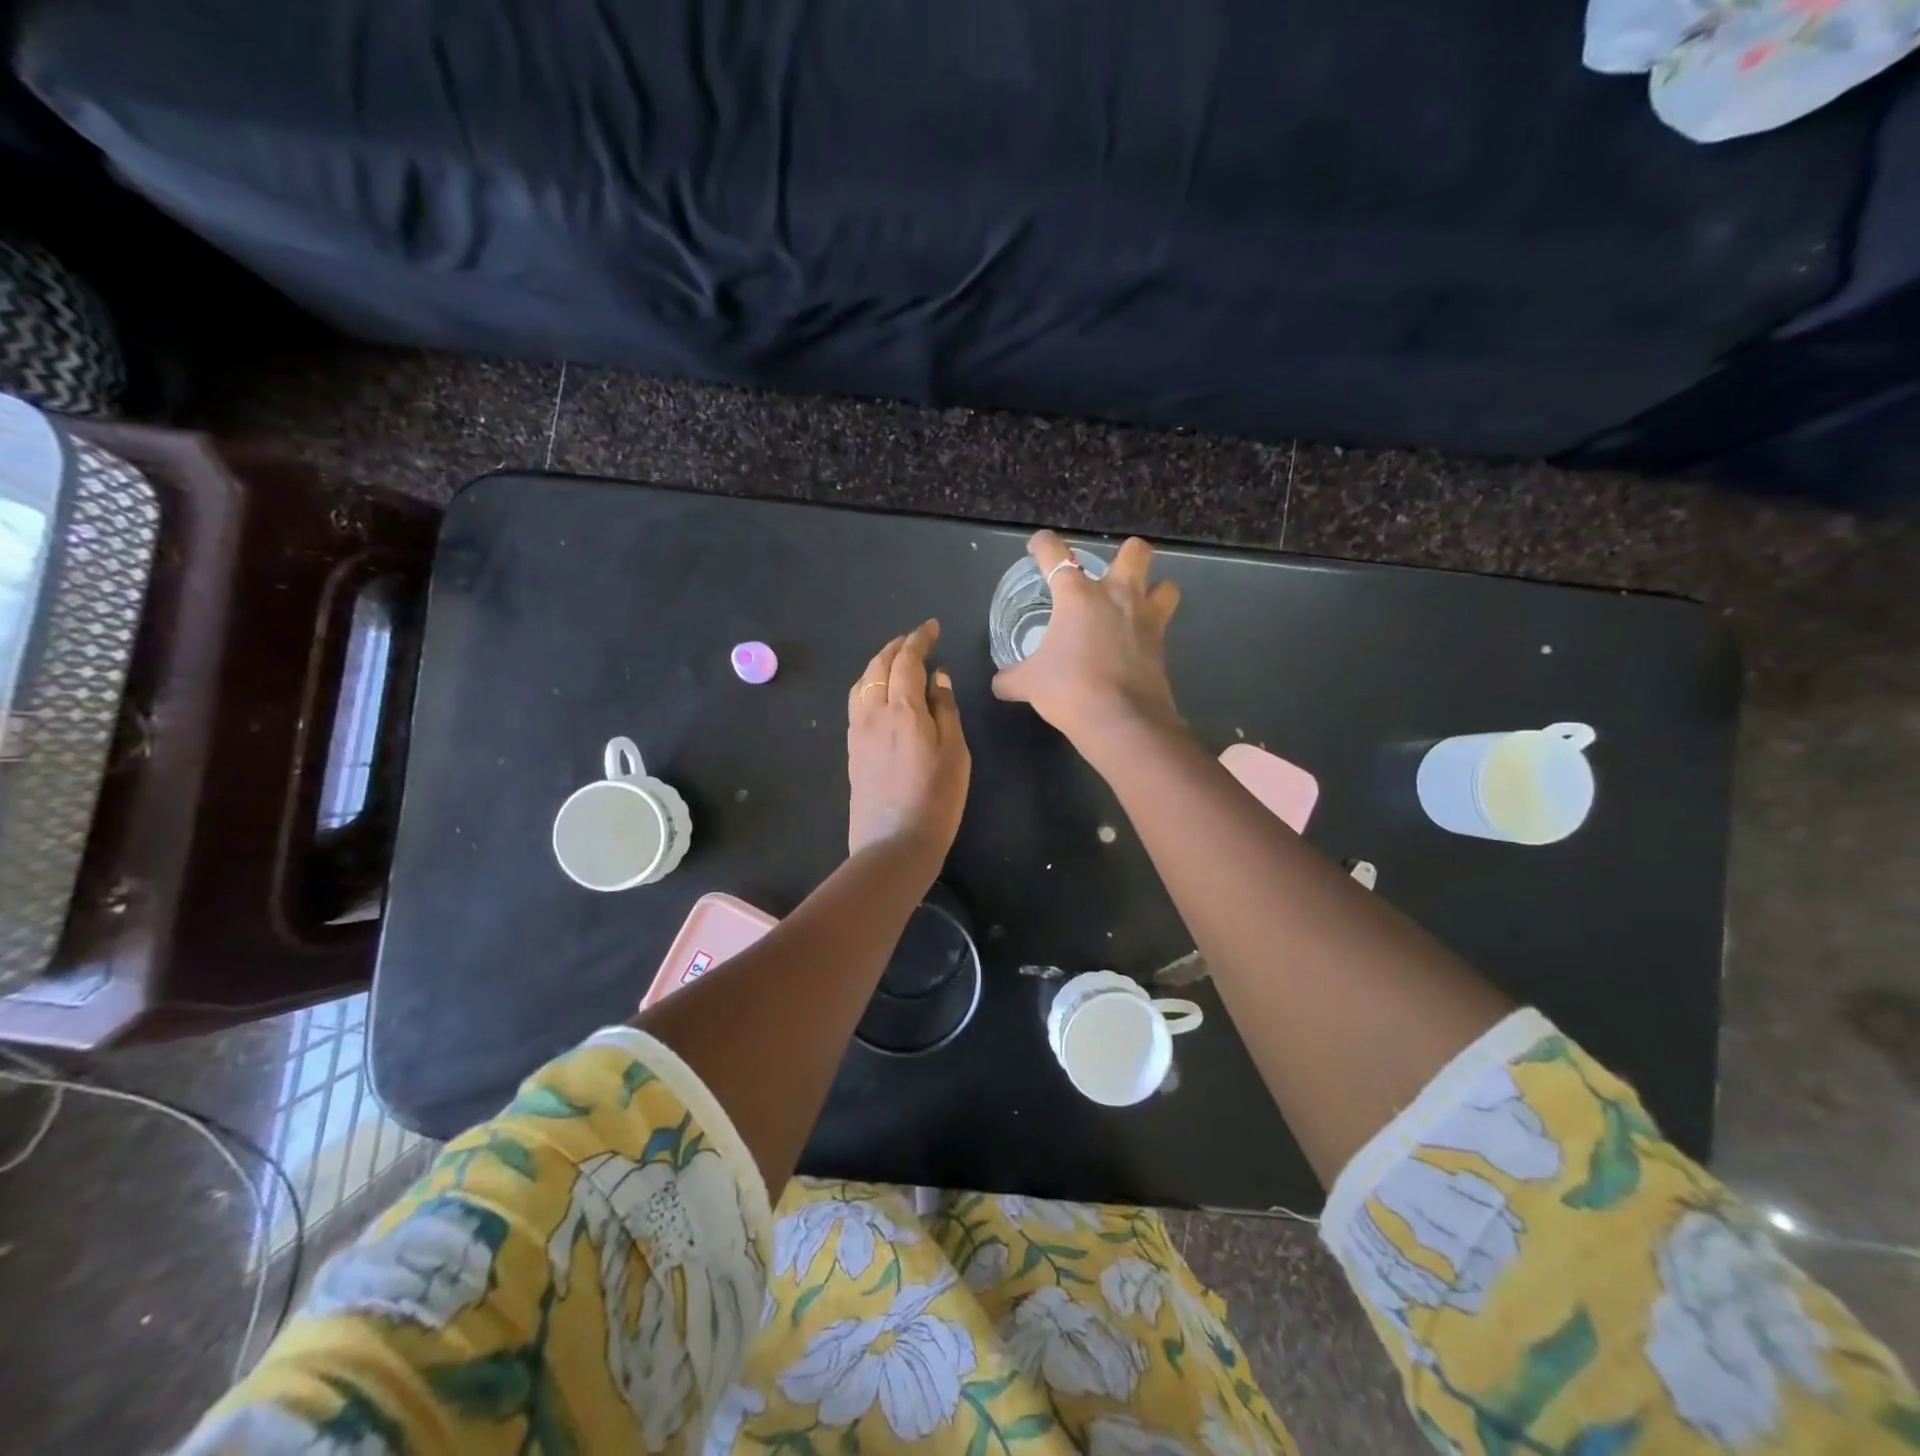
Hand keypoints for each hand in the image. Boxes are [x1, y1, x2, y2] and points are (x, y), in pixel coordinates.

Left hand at [847, 620, 970, 865]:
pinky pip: (857, 701)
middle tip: (916, 640)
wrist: (894, 843)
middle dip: (897, 647)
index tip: (932, 628)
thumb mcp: (955, 752)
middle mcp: (873, 712)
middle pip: (879, 666)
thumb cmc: (936, 798)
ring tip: (897, 661)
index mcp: (902, 709)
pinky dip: (870, 684)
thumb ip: (945, 710)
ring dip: (879, 664)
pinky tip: (881, 693)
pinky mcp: (852, 749)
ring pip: (862, 682)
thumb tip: (938, 678)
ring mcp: (857, 731)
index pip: (907, 660)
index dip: (919, 639)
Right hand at [991, 530, 1181, 743]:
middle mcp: (1116, 596)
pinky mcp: (1162, 645)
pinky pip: (1164, 624)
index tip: (1038, 546)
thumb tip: (999, 683)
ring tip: (1138, 603)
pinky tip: (1137, 643)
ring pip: (1165, 584)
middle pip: (1134, 552)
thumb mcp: (1028, 684)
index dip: (1043, 544)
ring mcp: (1144, 619)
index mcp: (1076, 596)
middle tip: (1109, 574)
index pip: (1055, 554)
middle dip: (1126, 555)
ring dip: (1154, 588)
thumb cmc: (1068, 689)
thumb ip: (1011, 679)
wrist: (1120, 720)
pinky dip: (1152, 629)